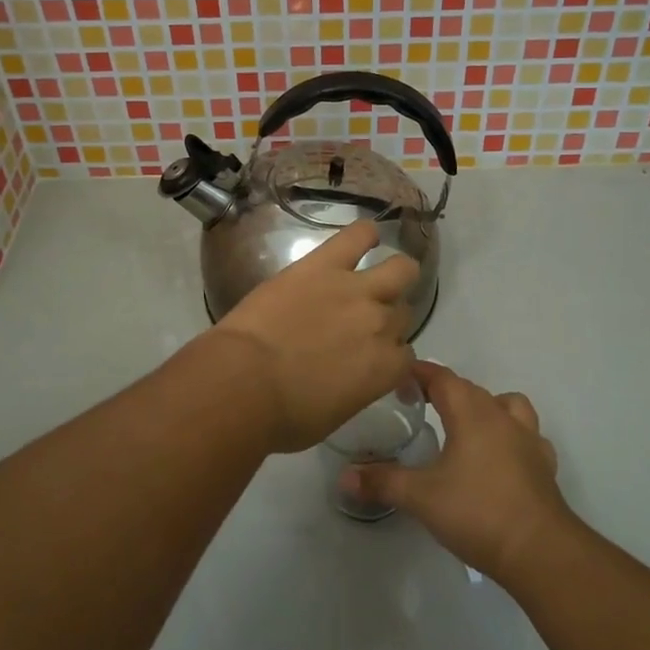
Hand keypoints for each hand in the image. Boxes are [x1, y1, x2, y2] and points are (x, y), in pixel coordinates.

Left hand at [209, 221, 418, 453]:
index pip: (406, 356)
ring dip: (395, 275)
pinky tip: (366, 236)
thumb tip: (351, 379)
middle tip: (362, 324)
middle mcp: (381, 324)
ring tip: (378, 277)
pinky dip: (365, 234)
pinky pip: (357, 237)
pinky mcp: (324, 265)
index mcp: (385, 368)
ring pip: (400, 270)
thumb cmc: (283, 415)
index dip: (390, 357)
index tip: (375, 361)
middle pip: (402, 313)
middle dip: (388, 319)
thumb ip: (356, 390)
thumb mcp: (333, 415)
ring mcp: (355, 290)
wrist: (244, 383)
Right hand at [341, 361, 573, 579]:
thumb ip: (382, 482)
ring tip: (466, 427)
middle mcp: (502, 416)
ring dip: (485, 407)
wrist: (539, 551)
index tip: (397, 377)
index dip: (419, 373)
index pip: (442, 377)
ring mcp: (528, 440)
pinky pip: (528, 437)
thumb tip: (344, 476)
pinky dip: (512, 438)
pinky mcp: (544, 465)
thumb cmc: (477, 512)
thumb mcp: (420, 497)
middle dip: (444, 390)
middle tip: (418, 404)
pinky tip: (500, 458)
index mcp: (472, 413)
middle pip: (471, 389)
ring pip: (507, 405)